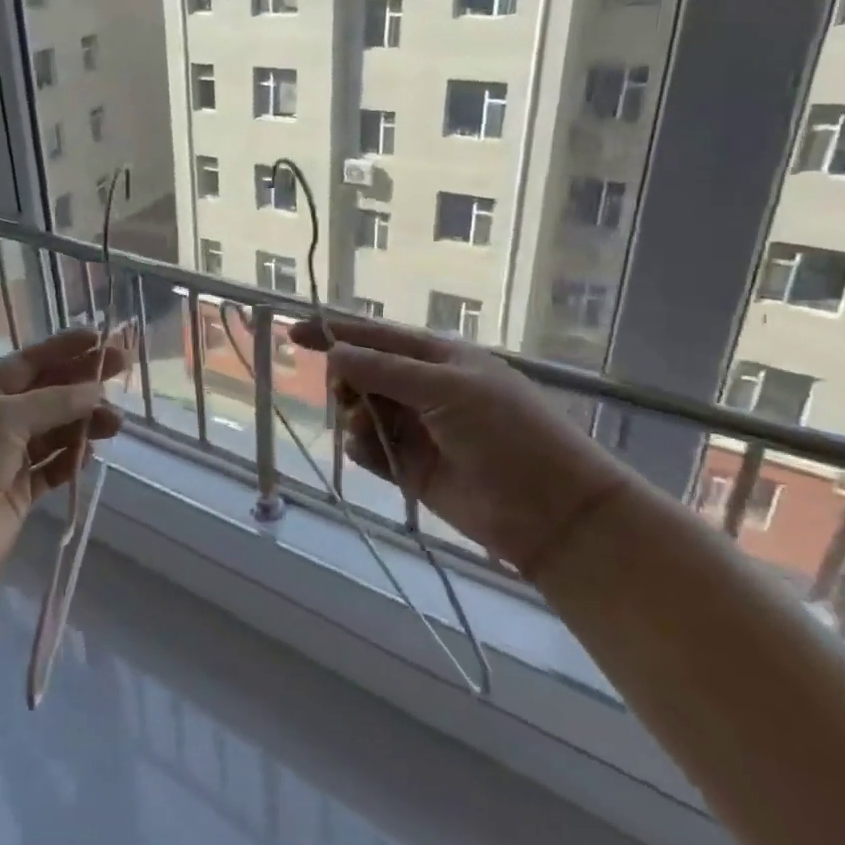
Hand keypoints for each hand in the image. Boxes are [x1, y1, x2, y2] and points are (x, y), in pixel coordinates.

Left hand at [0, 328, 125, 604]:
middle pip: (47, 394)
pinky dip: (71, 459)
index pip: (29, 362)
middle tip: (122, 370)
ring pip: (55, 431)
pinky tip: (89, 453)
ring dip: (84, 422)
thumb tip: (96, 390)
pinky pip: (53, 468)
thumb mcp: (5, 417)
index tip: (102, 339)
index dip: (65, 349)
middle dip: (82, 382)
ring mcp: (7, 458)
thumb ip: (55, 401)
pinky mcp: (19, 492)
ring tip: (114, 422)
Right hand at [290, 319, 639, 578]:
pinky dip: (361, 448)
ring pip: (360, 412)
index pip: (376, 337)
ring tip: (368, 430)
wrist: (550, 511)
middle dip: (347, 381)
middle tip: (346, 396)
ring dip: (354, 416)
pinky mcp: (408, 467)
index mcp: (438, 358)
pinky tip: (372, 454)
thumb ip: (385, 371)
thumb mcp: (446, 389)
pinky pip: (367, 448)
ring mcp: (415, 428)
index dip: (335, 333)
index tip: (293, 333)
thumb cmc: (506, 433)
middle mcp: (422, 388)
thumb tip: (335, 352)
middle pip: (363, 374)